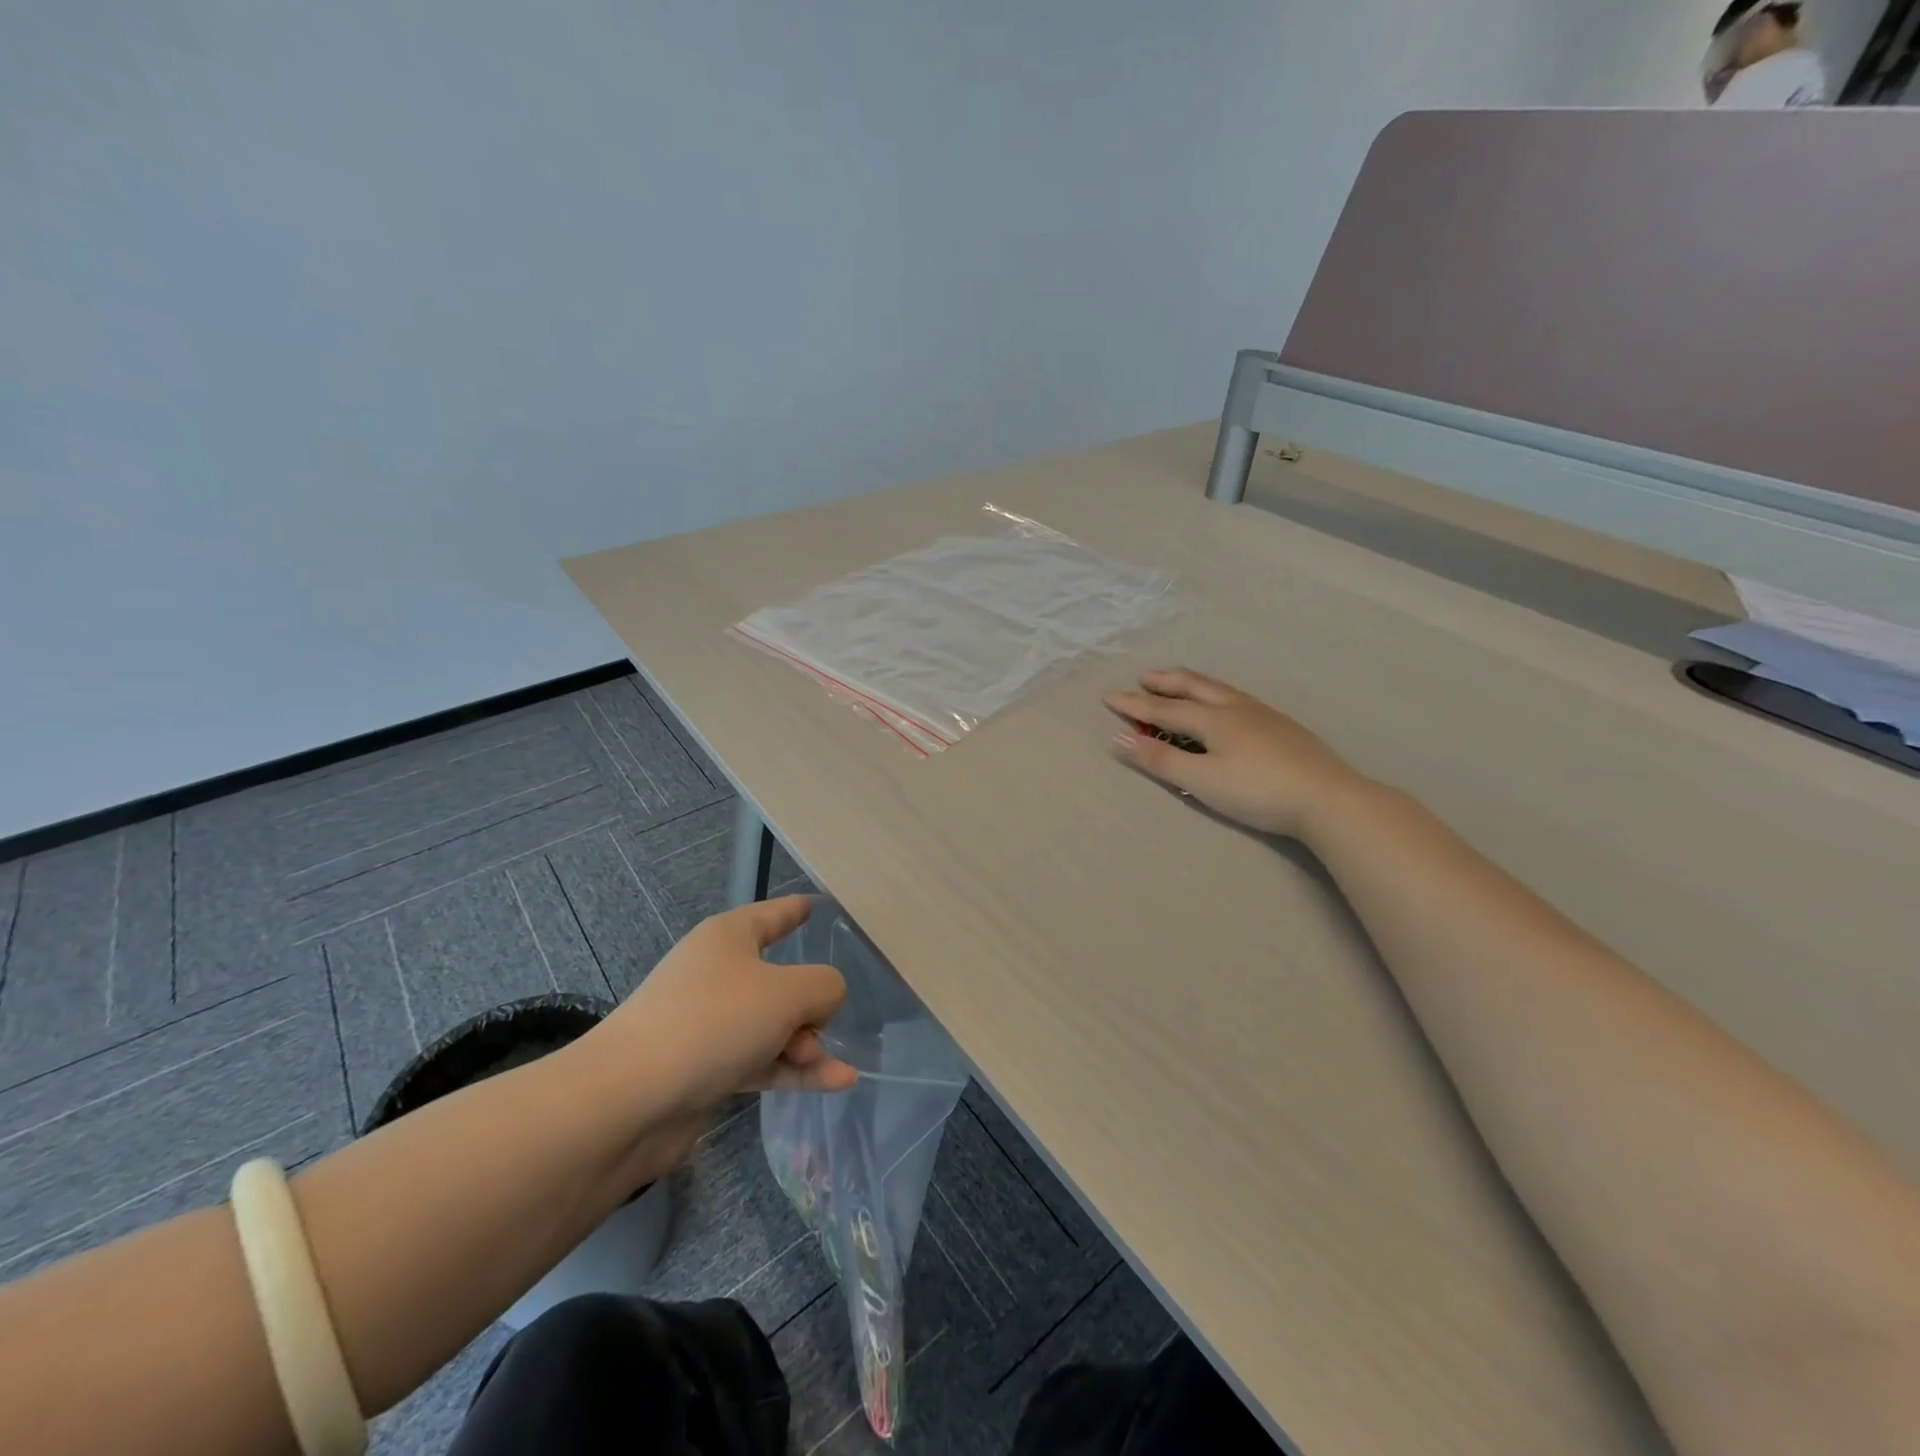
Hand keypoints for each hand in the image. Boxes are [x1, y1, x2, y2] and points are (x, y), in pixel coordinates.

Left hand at [600, 896, 857, 1117]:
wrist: (628, 1101)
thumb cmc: (712, 1022)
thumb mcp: (787, 993)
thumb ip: (823, 986)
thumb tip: (823, 1001)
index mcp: (729, 938)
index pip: (772, 914)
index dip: (795, 909)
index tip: (815, 906)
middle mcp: (717, 974)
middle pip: (779, 978)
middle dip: (811, 1004)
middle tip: (824, 1027)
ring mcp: (709, 1023)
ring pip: (773, 1025)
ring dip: (806, 1045)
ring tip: (835, 1070)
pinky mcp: (705, 1069)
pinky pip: (761, 1061)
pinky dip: (794, 1071)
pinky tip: (836, 1083)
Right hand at [1105, 668, 1371, 838]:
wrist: (1327, 798)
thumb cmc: (1257, 791)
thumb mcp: (1202, 781)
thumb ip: (1161, 760)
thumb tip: (1120, 738)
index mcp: (1213, 719)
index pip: (1164, 709)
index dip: (1135, 704)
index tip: (1109, 697)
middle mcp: (1236, 708)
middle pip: (1194, 687)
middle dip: (1165, 682)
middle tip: (1144, 676)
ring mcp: (1263, 715)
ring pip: (1219, 689)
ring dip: (1192, 683)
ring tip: (1179, 682)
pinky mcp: (1282, 727)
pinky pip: (1237, 698)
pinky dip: (1216, 694)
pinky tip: (1226, 706)